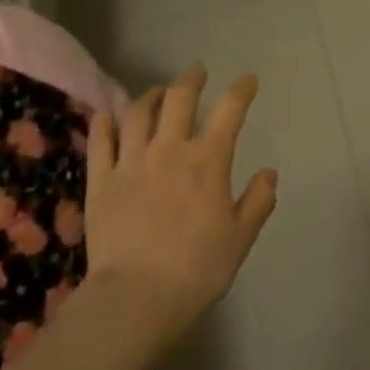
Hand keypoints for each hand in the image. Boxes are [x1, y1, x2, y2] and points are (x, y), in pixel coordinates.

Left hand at [86, 65, 277, 346]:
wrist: (136, 298)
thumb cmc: (197, 270)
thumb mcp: (241, 238)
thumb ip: (258, 201)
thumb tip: (269, 173)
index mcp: (208, 160)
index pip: (230, 110)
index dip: (241, 89)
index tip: (248, 79)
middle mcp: (170, 149)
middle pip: (180, 98)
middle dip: (191, 79)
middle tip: (197, 72)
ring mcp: (131, 161)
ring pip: (138, 112)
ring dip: (151, 95)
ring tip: (158, 92)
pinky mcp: (101, 180)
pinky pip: (100, 140)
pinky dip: (106, 122)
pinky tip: (109, 116)